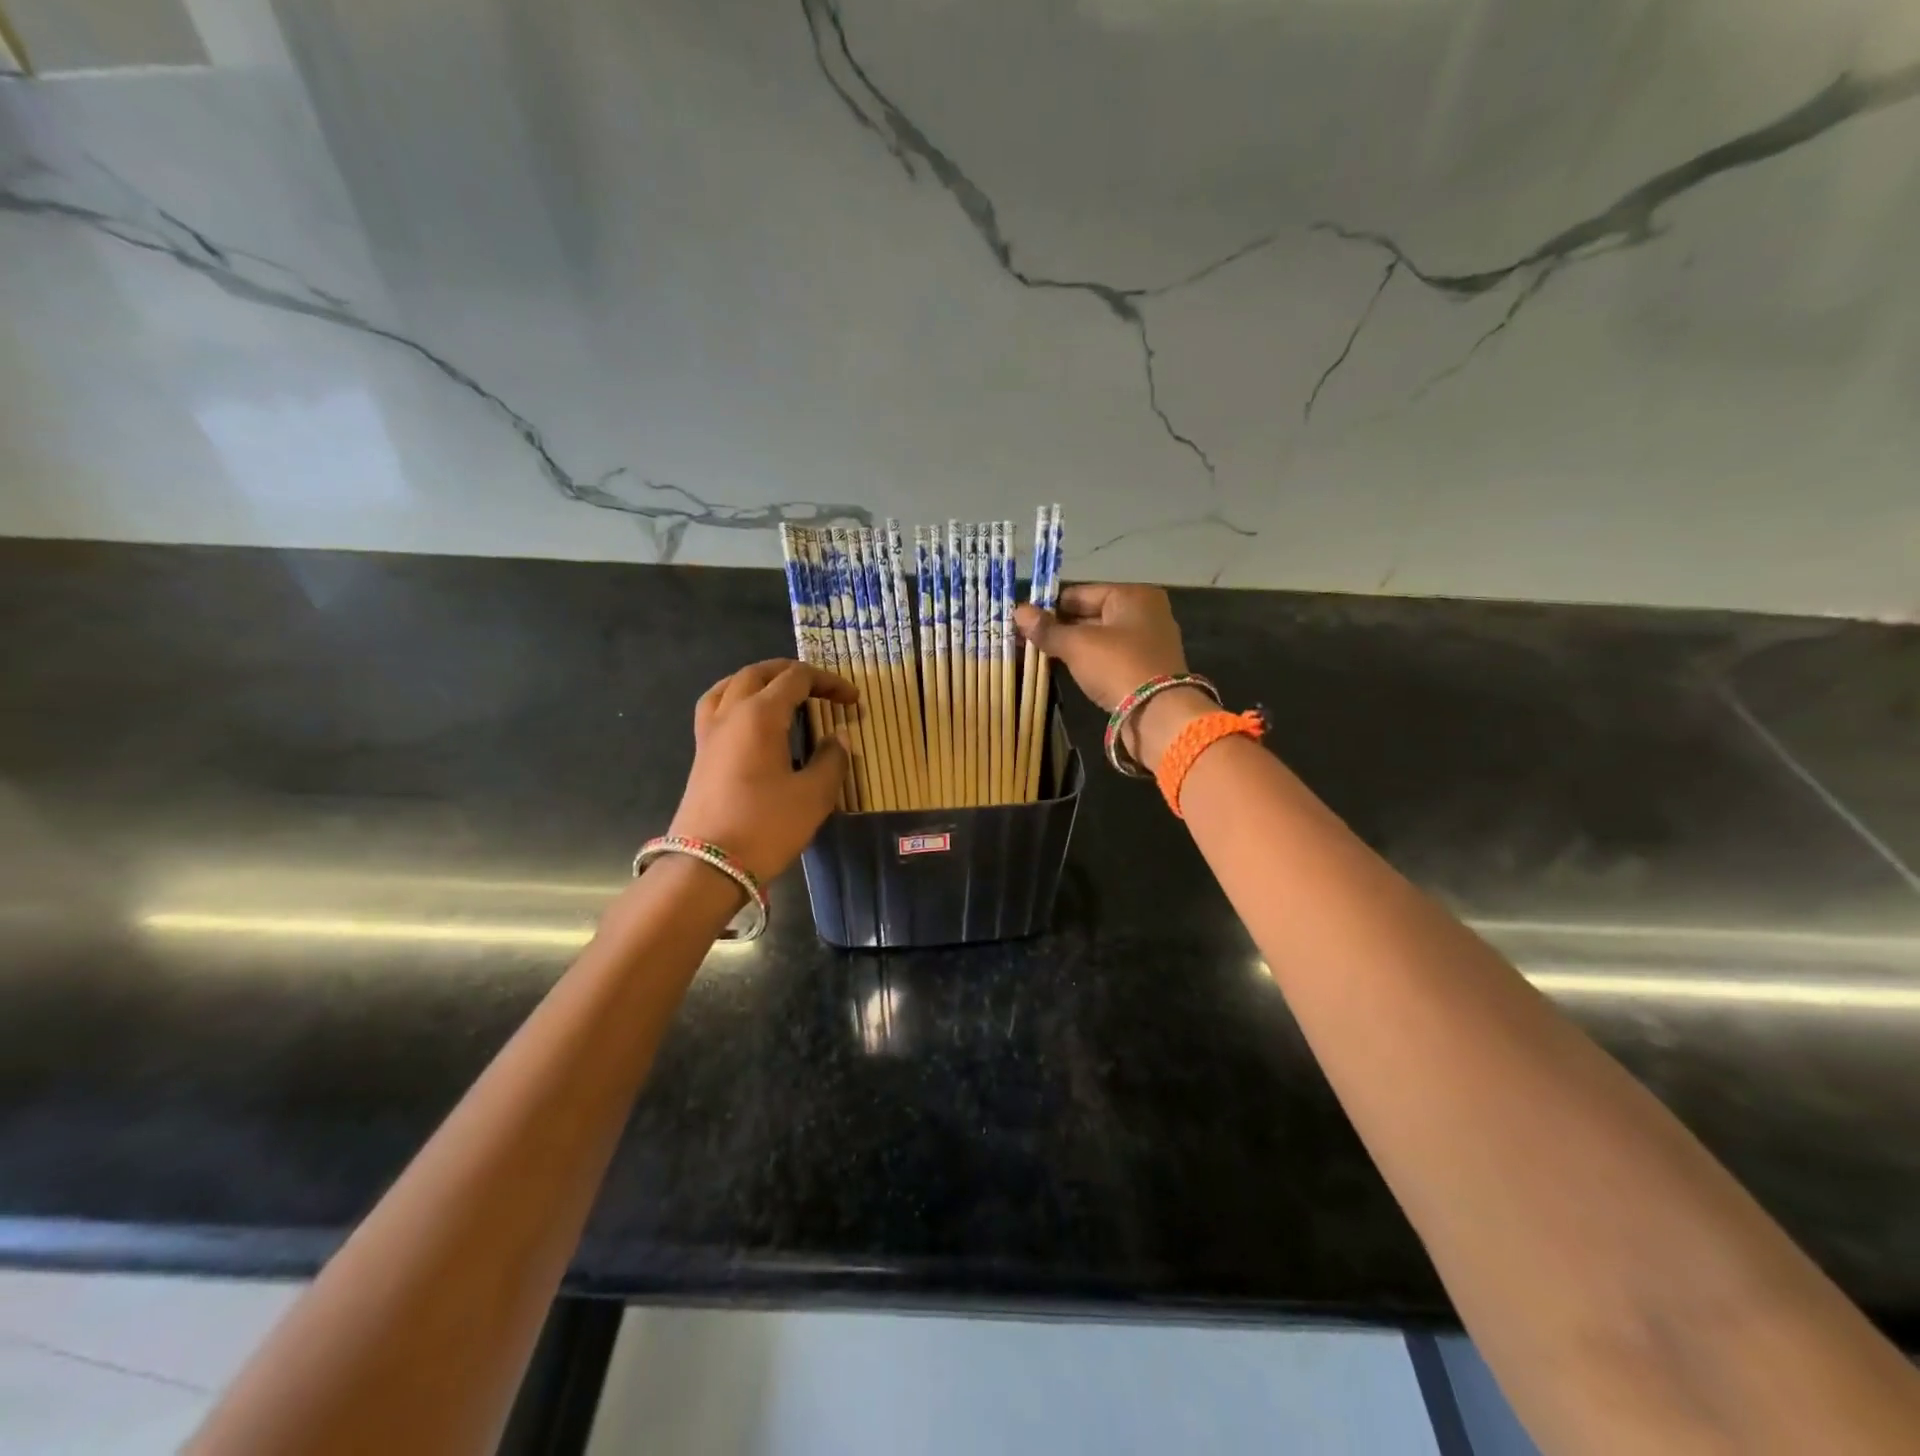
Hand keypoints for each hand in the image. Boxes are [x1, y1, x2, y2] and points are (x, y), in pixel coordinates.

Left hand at [668, 660, 856, 882]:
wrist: (706, 867)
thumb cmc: (765, 826)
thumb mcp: (813, 795)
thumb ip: (831, 760)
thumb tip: (838, 738)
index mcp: (760, 714)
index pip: (796, 679)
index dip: (829, 683)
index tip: (853, 701)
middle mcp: (730, 713)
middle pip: (759, 673)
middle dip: (793, 673)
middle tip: (822, 689)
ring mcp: (710, 733)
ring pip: (731, 685)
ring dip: (761, 680)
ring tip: (783, 693)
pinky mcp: (701, 754)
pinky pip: (716, 707)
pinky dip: (737, 699)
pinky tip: (749, 719)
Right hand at [1014, 584, 1208, 771]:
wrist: (1158, 714)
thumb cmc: (1117, 666)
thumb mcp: (1077, 645)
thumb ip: (1047, 629)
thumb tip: (1018, 611)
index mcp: (1132, 595)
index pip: (1079, 593)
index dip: (1050, 608)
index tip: (1024, 623)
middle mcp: (1145, 612)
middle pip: (1091, 614)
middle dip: (1060, 628)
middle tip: (1028, 641)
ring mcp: (1149, 641)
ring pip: (1100, 637)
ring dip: (1073, 646)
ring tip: (1042, 657)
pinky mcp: (1147, 667)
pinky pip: (1111, 656)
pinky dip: (1090, 661)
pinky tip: (1068, 670)